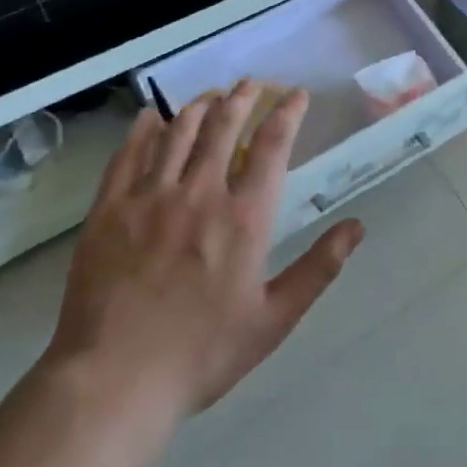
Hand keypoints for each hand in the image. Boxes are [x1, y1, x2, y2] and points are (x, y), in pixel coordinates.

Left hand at [43, 82, 363, 446]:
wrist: (113, 381)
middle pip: (225, 126)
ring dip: (200, 106)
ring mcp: (150, 197)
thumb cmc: (202, 353)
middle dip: (243, 97)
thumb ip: (318, 269)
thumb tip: (357, 227)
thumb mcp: (273, 318)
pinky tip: (152, 117)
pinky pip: (128, 154)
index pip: (272, 145)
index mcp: (245, 217)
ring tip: (212, 96)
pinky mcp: (109, 210)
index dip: (287, 113)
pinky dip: (144, 129)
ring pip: (178, 132)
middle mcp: (200, 193)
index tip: (296, 95)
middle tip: (253, 84)